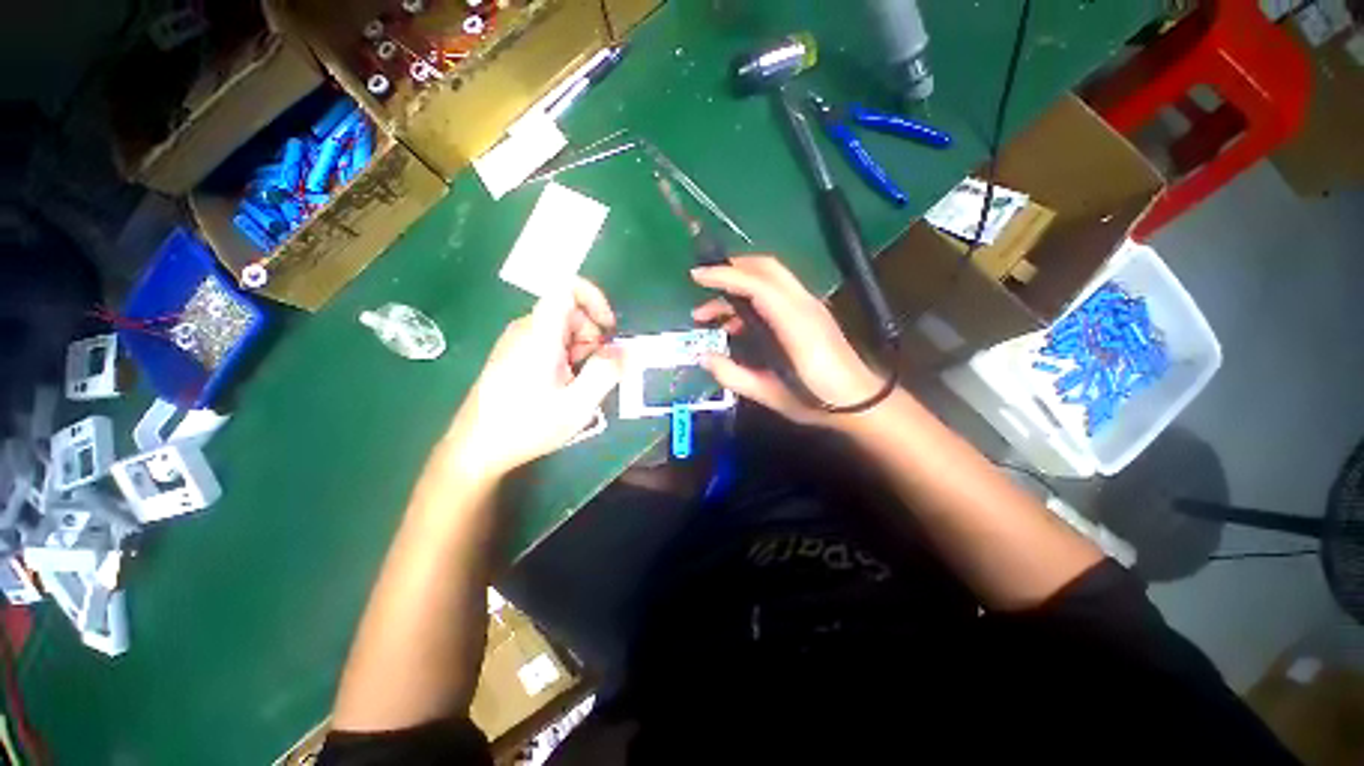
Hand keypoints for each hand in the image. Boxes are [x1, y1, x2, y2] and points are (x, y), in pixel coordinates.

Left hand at [444, 279, 622, 477]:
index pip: (566, 287)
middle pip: (569, 311)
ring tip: (577, 385)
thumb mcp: (577, 405)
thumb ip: (606, 372)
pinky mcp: (513, 354)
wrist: (475, 449)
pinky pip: (548, 341)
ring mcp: (516, 341)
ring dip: (581, 349)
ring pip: (561, 328)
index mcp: (540, 335)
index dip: (595, 298)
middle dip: (592, 335)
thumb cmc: (527, 426)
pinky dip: (566, 356)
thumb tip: (627, 350)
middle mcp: (525, 330)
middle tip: (594, 370)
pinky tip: (561, 386)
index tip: (609, 328)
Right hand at [692, 256, 884, 425]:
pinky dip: (751, 297)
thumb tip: (703, 358)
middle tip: (703, 284)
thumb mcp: (771, 394)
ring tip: (711, 314)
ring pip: (771, 277)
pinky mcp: (811, 313)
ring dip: (739, 284)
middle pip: (766, 268)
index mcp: (795, 324)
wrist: (862, 402)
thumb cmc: (819, 401)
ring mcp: (810, 306)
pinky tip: (735, 324)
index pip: (757, 285)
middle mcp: (804, 306)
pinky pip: (777, 292)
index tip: (696, 276)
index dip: (725, 276)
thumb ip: (734, 376)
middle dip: (731, 268)